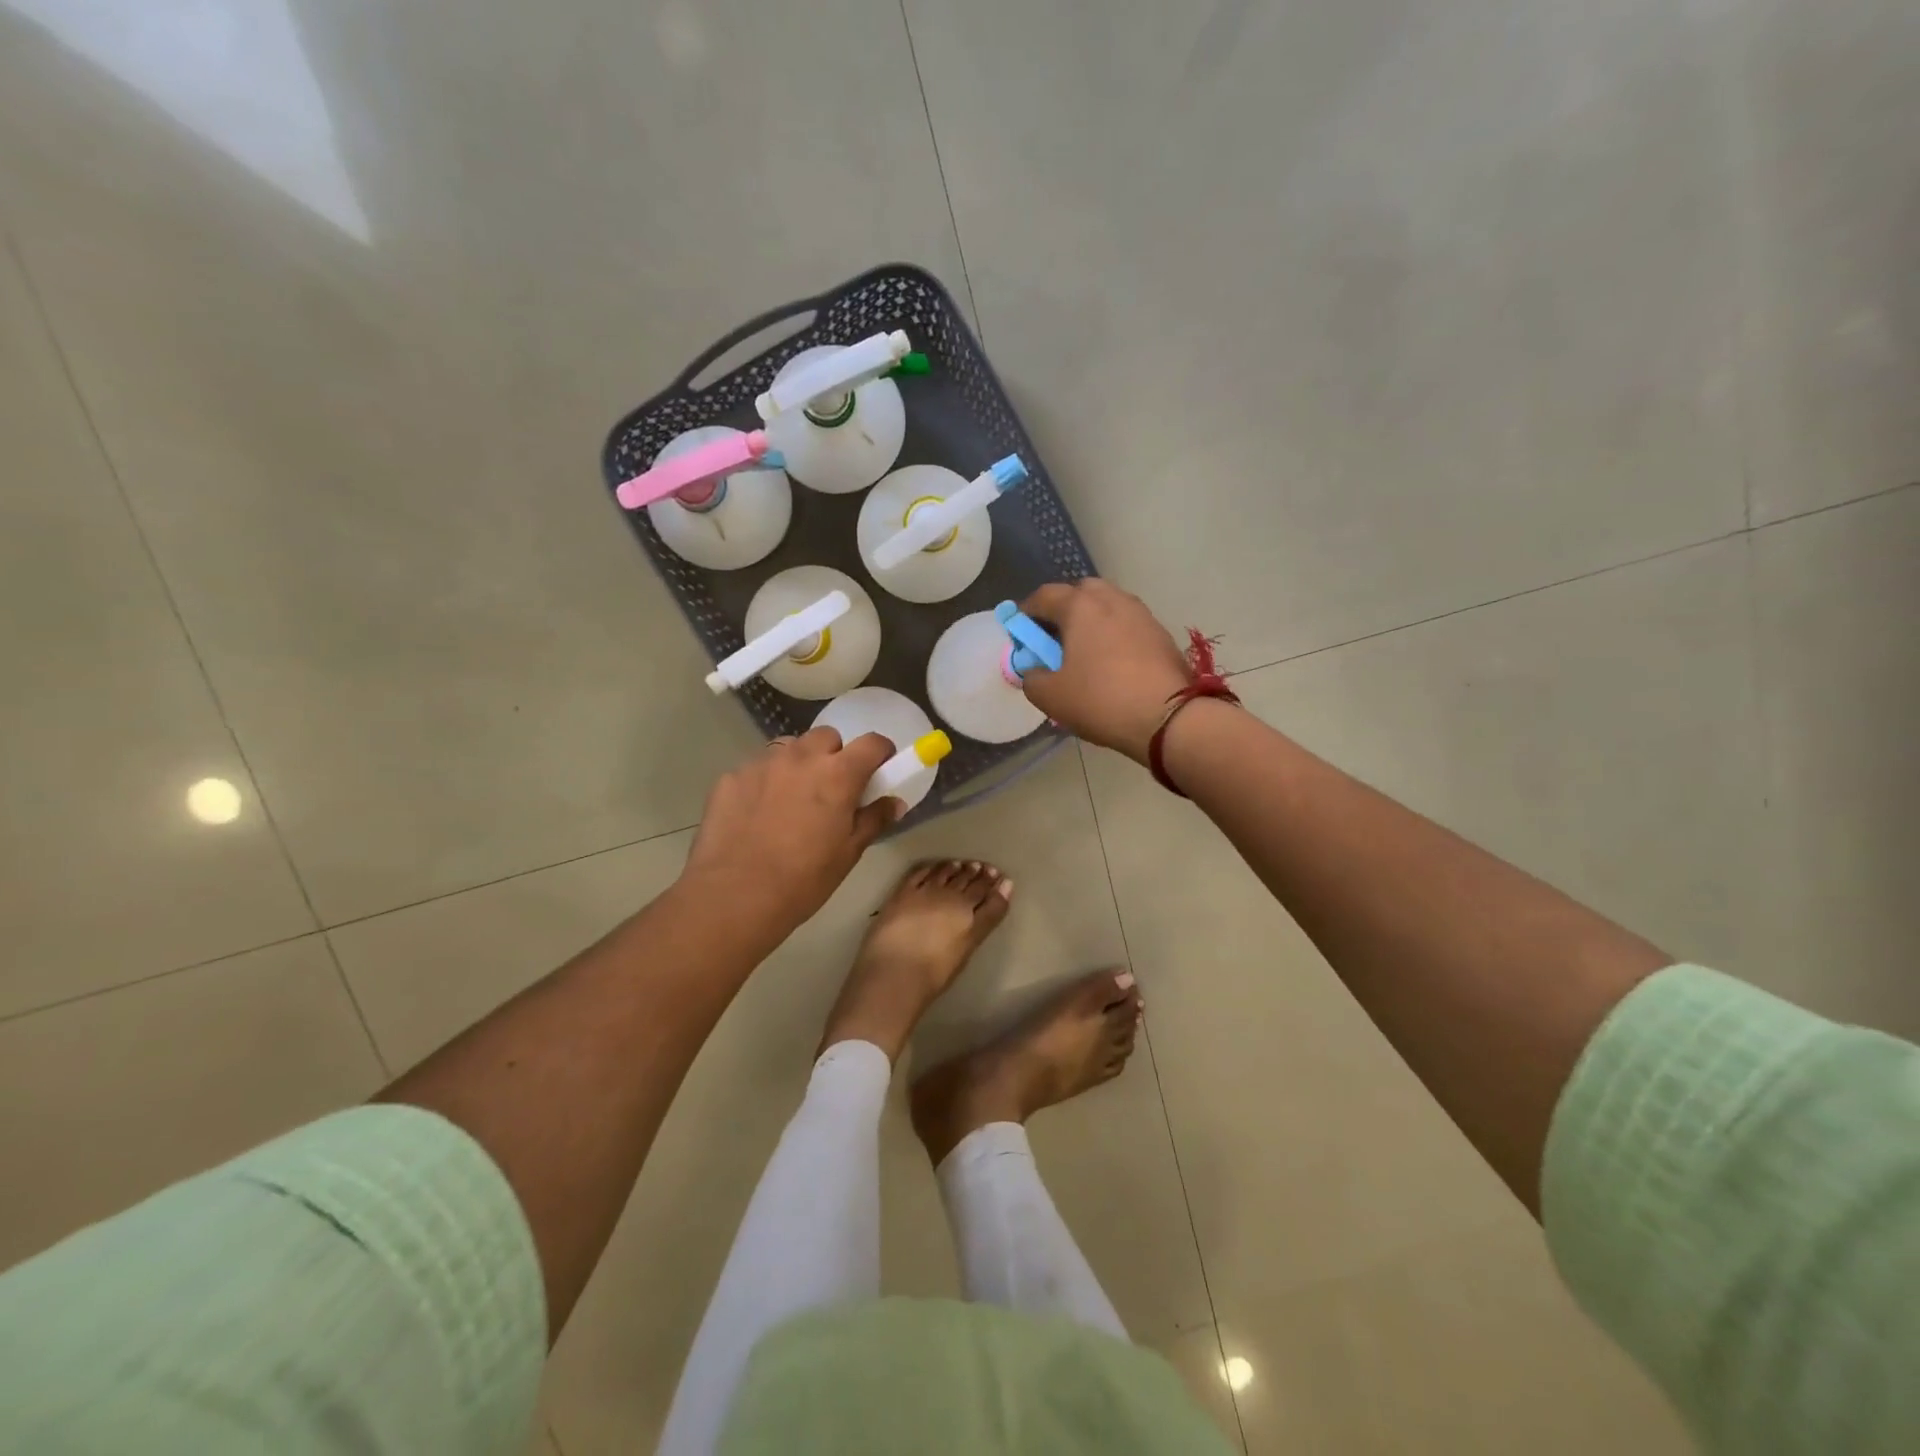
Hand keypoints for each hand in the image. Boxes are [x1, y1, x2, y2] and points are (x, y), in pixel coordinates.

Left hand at [682, 727, 899, 935]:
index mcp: (838, 774)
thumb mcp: (848, 853)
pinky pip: (757, 769)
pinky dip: (765, 782)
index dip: (881, 754)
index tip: (879, 771)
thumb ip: (873, 820)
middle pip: (827, 737)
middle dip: (835, 755)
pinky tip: (757, 815)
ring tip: (792, 799)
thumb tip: (894, 802)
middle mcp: (801, 757)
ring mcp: (762, 764)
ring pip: (789, 748)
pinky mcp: (731, 777)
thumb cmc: (803, 879)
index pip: (872, 743)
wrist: (734, 896)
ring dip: (799, 764)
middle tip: (832, 789)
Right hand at [1018, 579, 1191, 762]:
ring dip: (1093, 621)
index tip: (1020, 631)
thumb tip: (1034, 671)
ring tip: (1085, 651)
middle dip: (1064, 609)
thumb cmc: (1100, 700)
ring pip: (1109, 606)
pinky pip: (1128, 625)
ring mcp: (1141, 614)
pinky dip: (1115, 635)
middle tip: (1055, 638)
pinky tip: (1112, 663)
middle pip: (1081, 592)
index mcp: (1080, 606)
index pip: (1044, 596)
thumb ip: (1032, 678)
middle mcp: (1112, 599)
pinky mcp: (1161, 634)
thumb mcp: (1050, 696)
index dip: (1026, 612)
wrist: (1168, 718)